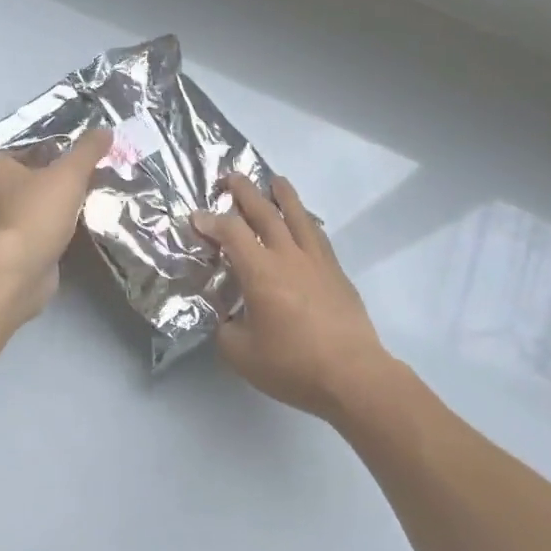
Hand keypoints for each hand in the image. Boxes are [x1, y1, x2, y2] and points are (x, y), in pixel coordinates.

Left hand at [0, 129, 110, 315]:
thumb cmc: (35, 213)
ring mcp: (0, 222)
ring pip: (39, 203)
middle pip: (35, 175)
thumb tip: (106, 129)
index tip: (86, 152)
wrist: (17, 272)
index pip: (29, 146)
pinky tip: (84, 224)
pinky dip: (60, 226)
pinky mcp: (14, 247)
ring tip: (97, 196)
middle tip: (97, 173)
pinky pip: (42, 227)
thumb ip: (88, 150)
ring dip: (63, 203)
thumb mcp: (68, 174)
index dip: (58, 146)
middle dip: (63, 176)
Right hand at [192, 174, 393, 420]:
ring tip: (274, 181)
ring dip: (283, 195)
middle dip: (245, 191)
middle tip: (231, 177)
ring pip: (298, 216)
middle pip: (265, 213)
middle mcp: (288, 256)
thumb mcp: (242, 355)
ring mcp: (317, 261)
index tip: (197, 217)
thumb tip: (226, 317)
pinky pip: (317, 235)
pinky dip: (306, 220)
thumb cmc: (293, 365)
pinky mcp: (336, 272)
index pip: (231, 233)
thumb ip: (226, 330)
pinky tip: (305, 221)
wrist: (352, 374)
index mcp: (261, 272)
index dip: (211, 221)